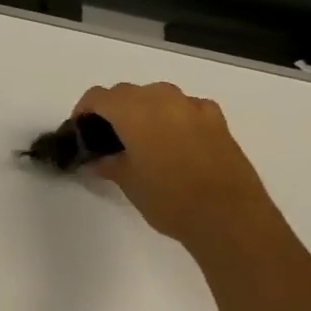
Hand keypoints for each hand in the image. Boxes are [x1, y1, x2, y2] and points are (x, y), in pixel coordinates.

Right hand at [72, 82, 279, 252]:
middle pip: (127, 92)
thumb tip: (98, 160)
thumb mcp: (127, 182)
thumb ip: (108, 163)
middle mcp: (163, 100)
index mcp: (134, 112)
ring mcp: (194, 107)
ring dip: (143, 109)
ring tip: (141, 138)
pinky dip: (173, 116)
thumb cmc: (168, 198)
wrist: (229, 217)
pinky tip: (174, 140)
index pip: (98, 97)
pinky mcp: (218, 121)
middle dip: (113, 109)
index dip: (84, 111)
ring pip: (158, 95)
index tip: (80, 130)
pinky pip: (186, 107)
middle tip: (107, 137)